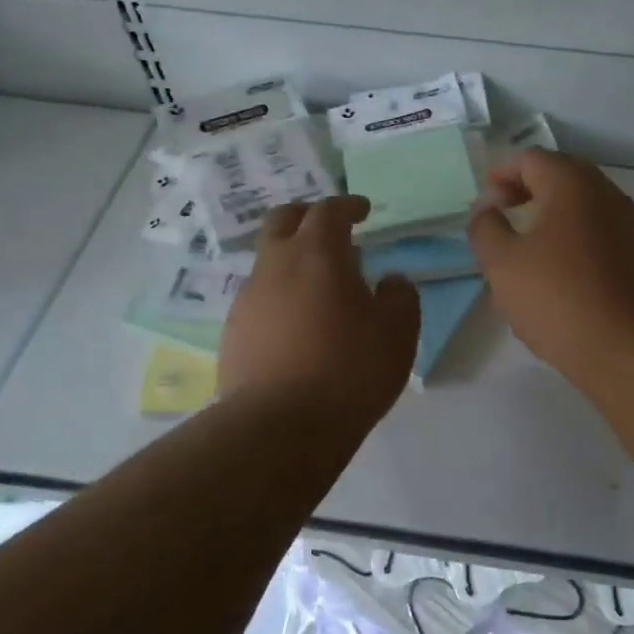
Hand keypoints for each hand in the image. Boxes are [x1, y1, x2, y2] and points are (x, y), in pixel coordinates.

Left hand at [219, 195, 420, 428]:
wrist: (280, 427)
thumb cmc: (350, 370)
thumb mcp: (398, 332)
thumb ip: (400, 296)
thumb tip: (390, 281)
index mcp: (316, 254)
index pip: (329, 211)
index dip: (348, 205)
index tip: (363, 211)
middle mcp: (274, 266)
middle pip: (282, 220)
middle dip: (307, 216)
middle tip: (330, 229)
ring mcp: (248, 300)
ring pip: (267, 262)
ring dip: (292, 260)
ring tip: (319, 288)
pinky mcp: (233, 333)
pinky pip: (259, 300)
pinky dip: (280, 297)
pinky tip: (298, 327)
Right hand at [466, 150, 633, 382]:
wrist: (632, 347)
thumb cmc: (559, 297)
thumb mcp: (503, 263)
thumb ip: (485, 228)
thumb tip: (487, 209)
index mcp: (572, 183)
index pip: (530, 159)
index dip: (501, 174)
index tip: (484, 203)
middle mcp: (606, 193)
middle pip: (559, 178)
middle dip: (525, 192)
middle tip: (501, 218)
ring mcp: (628, 224)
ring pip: (580, 208)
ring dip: (549, 217)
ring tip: (524, 249)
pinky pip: (597, 234)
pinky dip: (572, 239)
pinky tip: (557, 274)